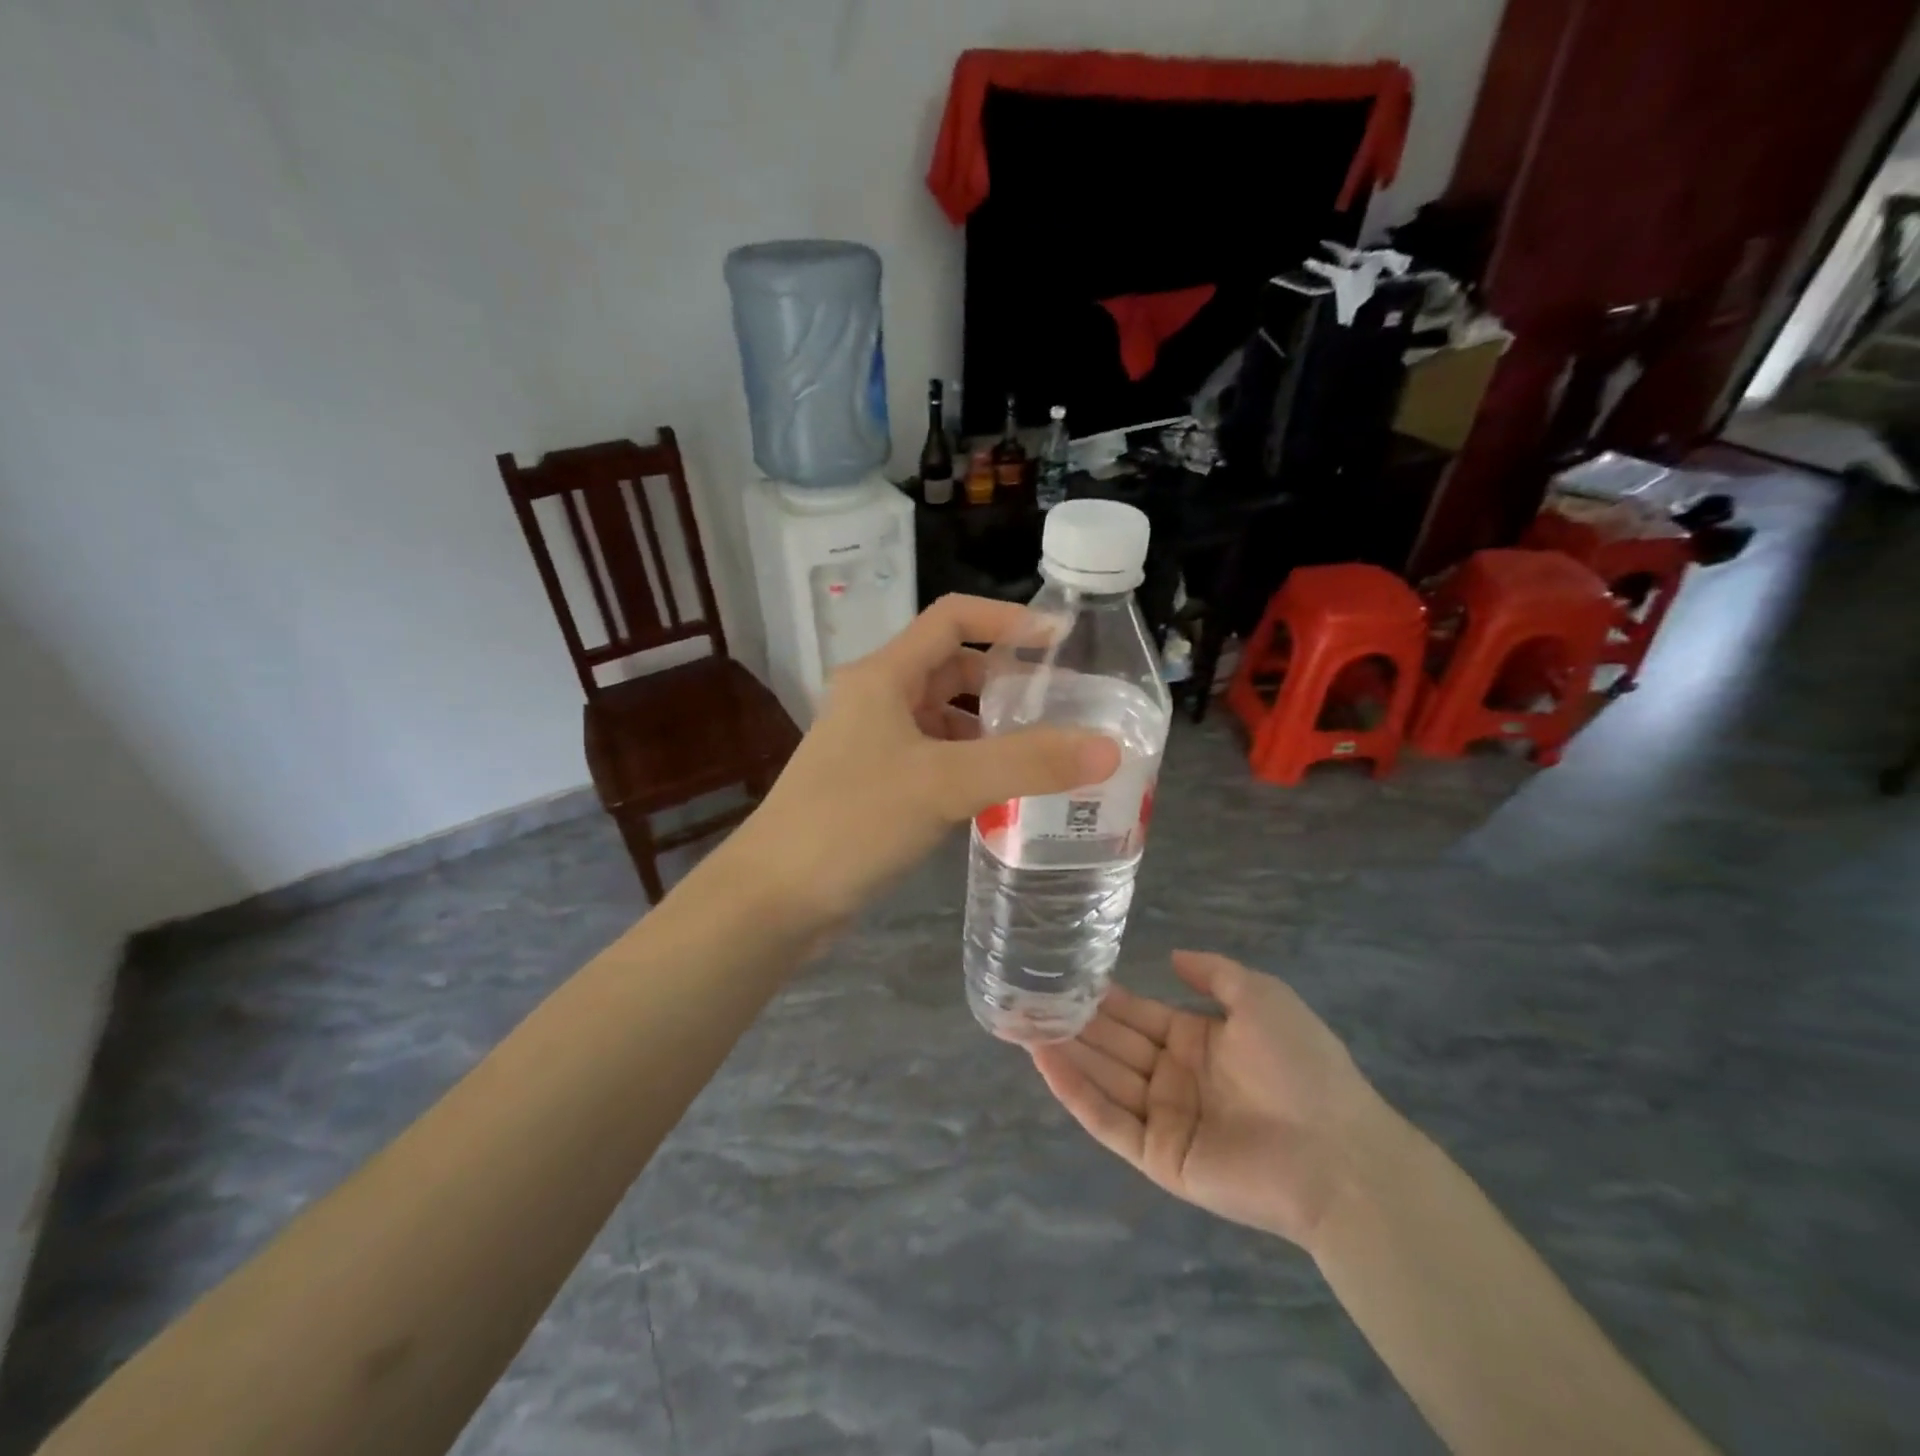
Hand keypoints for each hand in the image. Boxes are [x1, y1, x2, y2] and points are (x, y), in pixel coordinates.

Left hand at [729, 594, 1121, 930]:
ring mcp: (871, 744)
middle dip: (1006, 682)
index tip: (1062, 641)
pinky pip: (933, 759)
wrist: (775, 897)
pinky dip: (969, 765)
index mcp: (883, 675)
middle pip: (951, 669)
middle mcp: (875, 699)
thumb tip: (1108, 748)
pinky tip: (1000, 793)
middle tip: (1063, 707)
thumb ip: (1027, 763)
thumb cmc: (852, 821)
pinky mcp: (873, 784)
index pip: (952, 618)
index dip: (1008, 619)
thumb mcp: (944, 784)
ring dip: (989, 729)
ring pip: (943, 719)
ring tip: (1045, 752)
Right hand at [1030, 951, 1392, 1250]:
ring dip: (1063, 1051)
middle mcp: (1174, 1077)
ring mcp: (1163, 1119)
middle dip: (1072, 1021)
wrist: (1338, 1153)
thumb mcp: (1262, 997)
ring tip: (1019, 1022)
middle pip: (1113, 1044)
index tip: (1063, 974)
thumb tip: (1172, 956)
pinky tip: (1043, 1060)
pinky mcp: (1157, 1157)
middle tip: (1025, 996)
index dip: (1102, 996)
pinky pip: (1108, 1120)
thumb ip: (1215, 974)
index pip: (1137, 1014)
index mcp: (1197, 1042)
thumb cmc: (1302, 1066)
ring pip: (1103, 1077)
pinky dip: (1075, 1091)